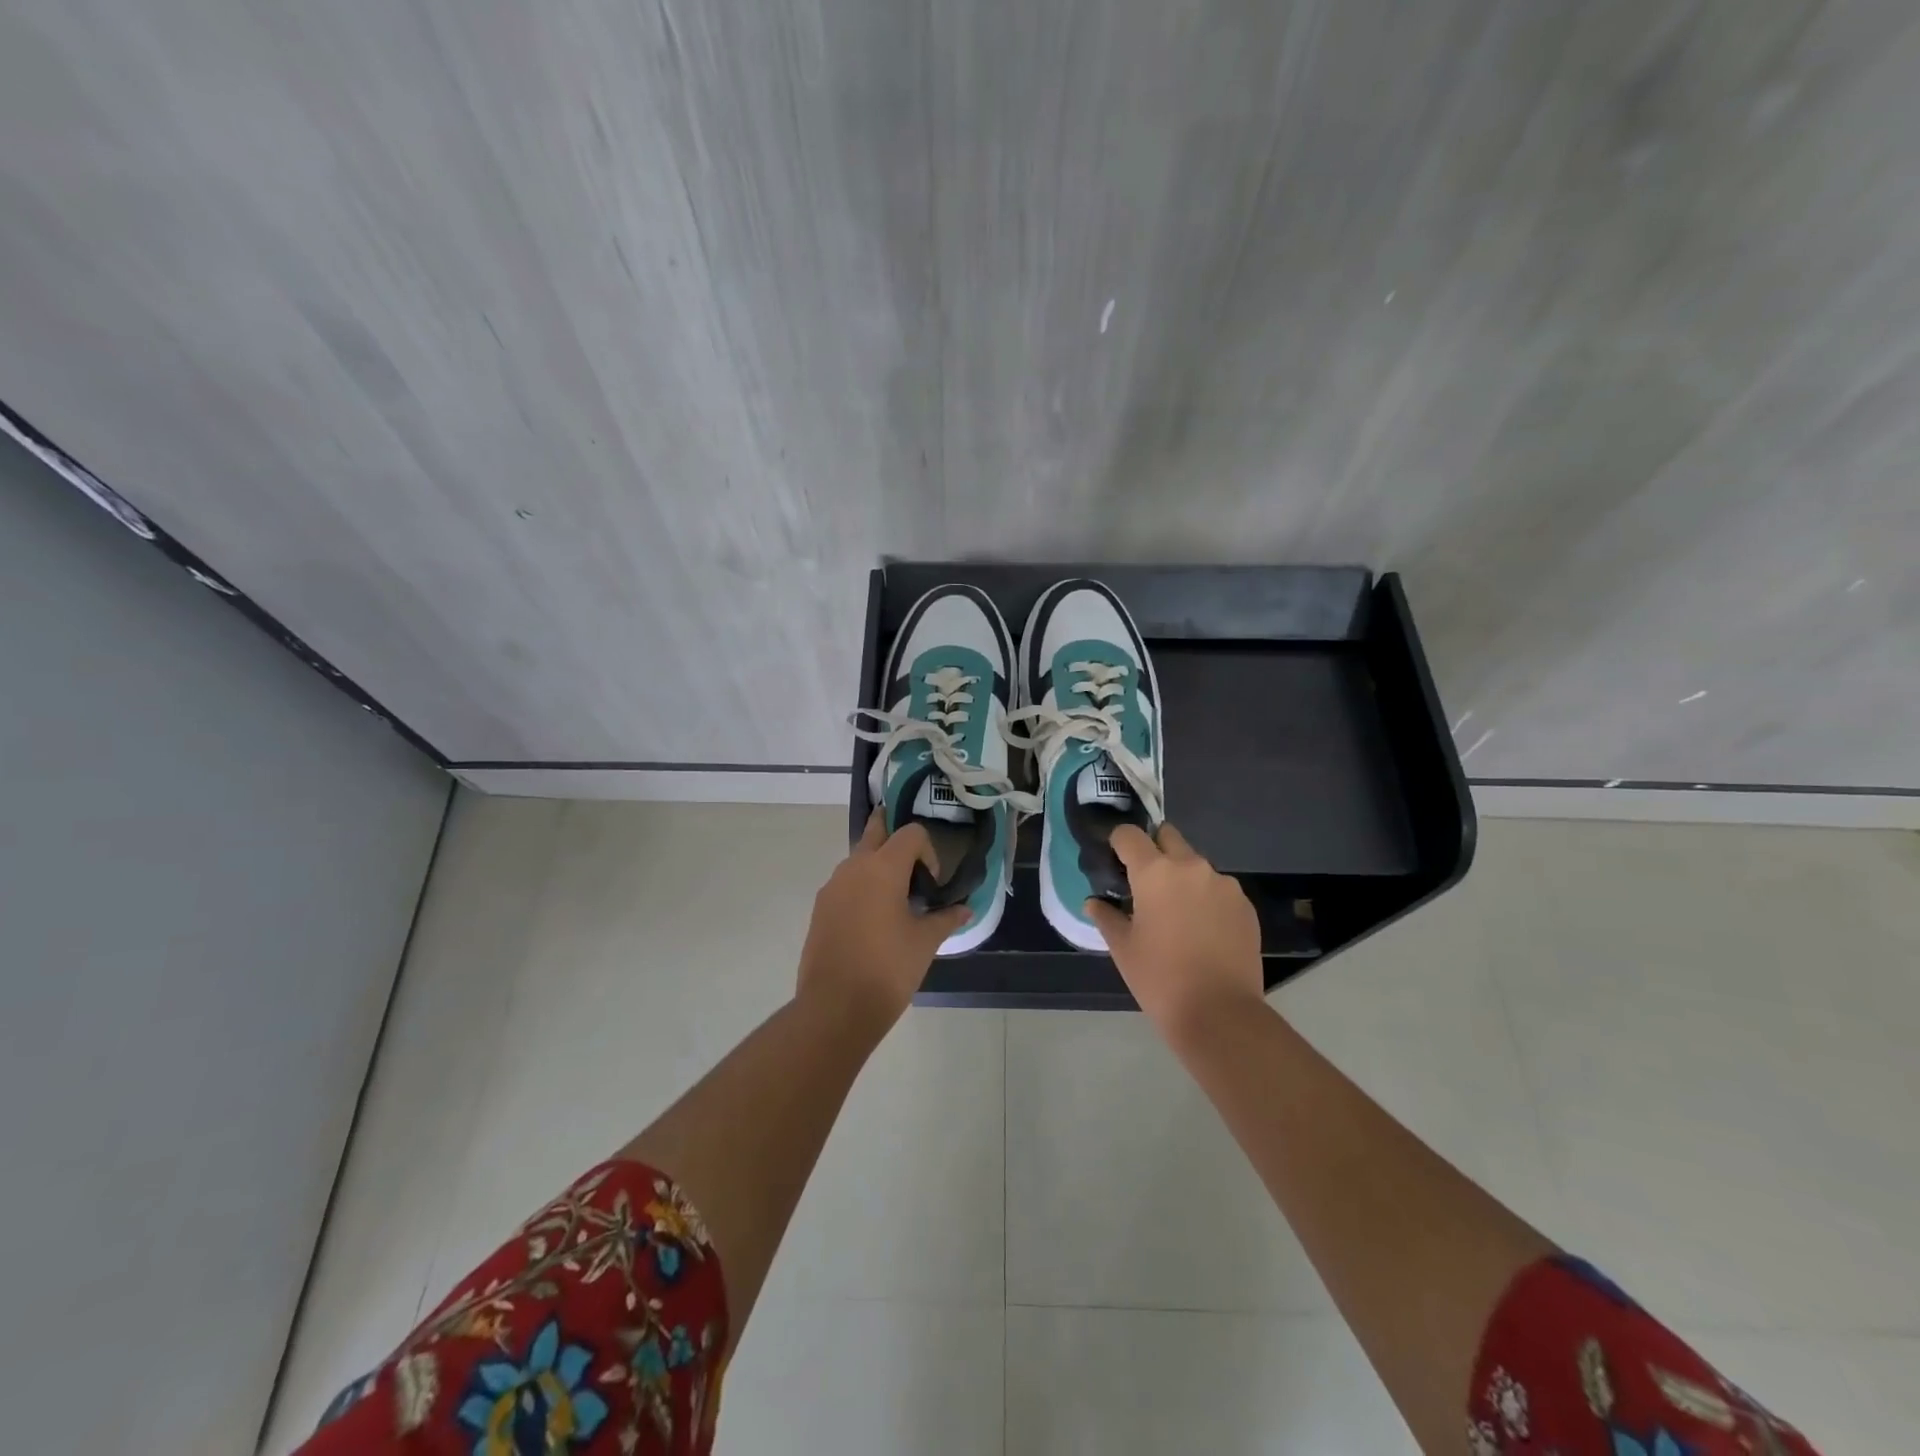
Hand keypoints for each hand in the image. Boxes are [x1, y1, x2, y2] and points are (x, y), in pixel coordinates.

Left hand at [797, 812, 968, 1030]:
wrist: (835, 1007)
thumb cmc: (888, 969)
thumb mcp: (925, 943)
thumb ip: (946, 919)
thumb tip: (965, 909)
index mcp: (883, 867)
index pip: (910, 834)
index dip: (928, 851)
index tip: (932, 883)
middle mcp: (853, 867)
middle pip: (875, 831)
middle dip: (893, 834)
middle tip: (912, 858)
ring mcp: (832, 887)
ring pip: (857, 859)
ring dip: (877, 865)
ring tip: (895, 898)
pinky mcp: (820, 908)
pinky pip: (845, 883)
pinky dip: (861, 887)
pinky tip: (873, 919)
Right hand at [1085, 822, 1264, 1038]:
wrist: (1220, 1013)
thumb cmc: (1160, 978)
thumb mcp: (1123, 948)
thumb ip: (1106, 916)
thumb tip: (1094, 902)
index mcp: (1154, 872)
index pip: (1129, 834)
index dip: (1118, 844)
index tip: (1115, 862)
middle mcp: (1191, 867)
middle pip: (1168, 837)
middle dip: (1154, 850)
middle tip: (1146, 884)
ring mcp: (1223, 884)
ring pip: (1195, 864)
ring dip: (1182, 877)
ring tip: (1177, 914)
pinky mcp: (1245, 905)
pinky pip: (1218, 888)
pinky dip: (1206, 898)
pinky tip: (1203, 931)